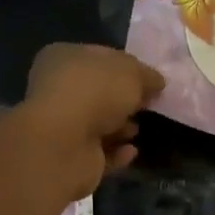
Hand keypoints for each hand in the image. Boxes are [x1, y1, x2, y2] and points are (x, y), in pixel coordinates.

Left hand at [18, 44, 165, 197]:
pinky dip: (116, 152)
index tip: (150, 80)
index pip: (99, 58)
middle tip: (147, 105)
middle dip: (123, 100)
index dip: (126, 67)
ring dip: (120, 127)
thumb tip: (156, 83)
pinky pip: (100, 152)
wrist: (65, 143)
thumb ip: (147, 76)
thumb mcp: (131, 73)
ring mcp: (62, 125)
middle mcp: (58, 90)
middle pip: (98, 93)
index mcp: (63, 58)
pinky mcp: (70, 156)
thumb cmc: (94, 93)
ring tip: (138, 129)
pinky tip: (132, 151)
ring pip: (97, 124)